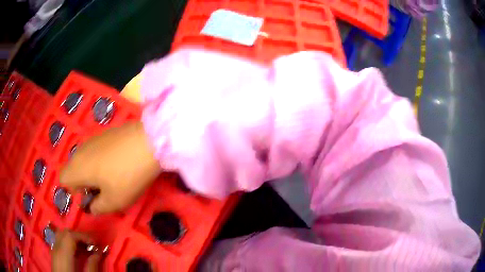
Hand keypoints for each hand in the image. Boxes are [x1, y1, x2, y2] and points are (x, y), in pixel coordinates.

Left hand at [52, 231, 99, 271]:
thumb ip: (91, 266)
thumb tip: (98, 253)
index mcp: (63, 254)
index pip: (70, 235)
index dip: (83, 236)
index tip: (96, 243)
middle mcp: (56, 249)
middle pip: (65, 233)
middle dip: (79, 236)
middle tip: (91, 245)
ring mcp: (54, 251)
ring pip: (61, 236)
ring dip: (74, 239)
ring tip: (85, 248)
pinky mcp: (54, 255)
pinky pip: (60, 243)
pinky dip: (69, 243)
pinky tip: (77, 253)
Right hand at [60, 121, 160, 213]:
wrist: (148, 142)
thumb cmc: (126, 176)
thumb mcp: (113, 201)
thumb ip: (97, 207)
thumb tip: (91, 207)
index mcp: (77, 168)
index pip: (63, 179)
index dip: (74, 191)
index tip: (91, 195)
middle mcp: (80, 151)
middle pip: (74, 170)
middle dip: (85, 182)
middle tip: (103, 190)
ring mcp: (92, 140)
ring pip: (85, 161)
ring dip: (93, 172)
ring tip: (113, 178)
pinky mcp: (104, 134)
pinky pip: (95, 152)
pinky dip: (101, 161)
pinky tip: (118, 164)